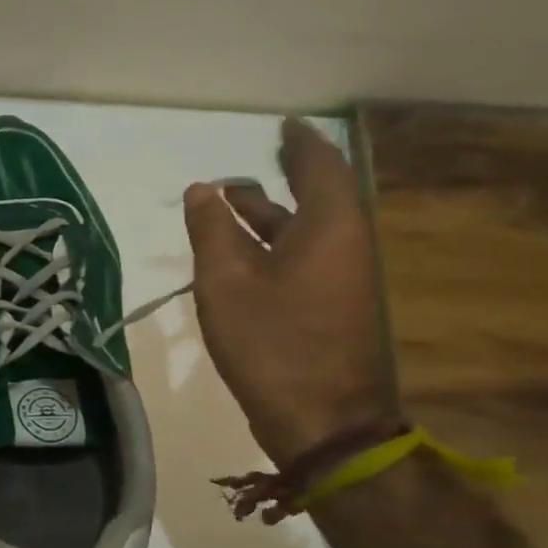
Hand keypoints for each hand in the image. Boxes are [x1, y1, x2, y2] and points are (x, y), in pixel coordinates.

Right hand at [183, 118, 394, 466]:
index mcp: (329, 226)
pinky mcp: (332, 308)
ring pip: (305, 231)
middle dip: (278, 178)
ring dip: (268, 216)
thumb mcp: (226, 281)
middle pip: (314, 196)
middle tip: (245, 165)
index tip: (283, 125)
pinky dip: (272, 246)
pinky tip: (239, 255)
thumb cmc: (272, 343)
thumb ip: (211, 230)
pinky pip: (304, 258)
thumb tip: (203, 191)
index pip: (320, 164)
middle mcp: (344, 245)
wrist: (321, 422)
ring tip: (225, 205)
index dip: (299, 142)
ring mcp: (341, 280)